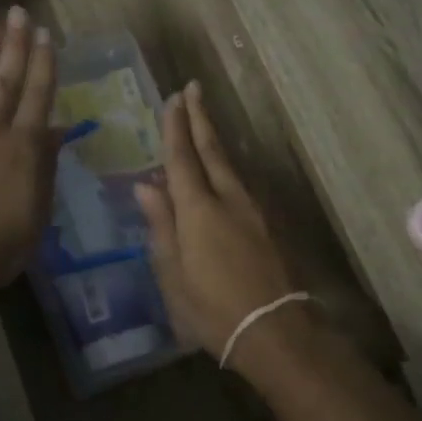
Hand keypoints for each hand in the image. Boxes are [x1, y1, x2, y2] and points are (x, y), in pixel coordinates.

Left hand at [0, 7, 60, 292]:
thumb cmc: (0, 245)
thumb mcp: (38, 210)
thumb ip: (45, 166)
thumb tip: (55, 129)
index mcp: (24, 146)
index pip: (38, 94)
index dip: (43, 62)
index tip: (46, 34)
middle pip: (6, 79)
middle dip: (14, 44)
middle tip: (18, 13)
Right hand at [134, 81, 308, 372]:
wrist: (275, 332)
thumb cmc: (212, 309)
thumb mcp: (173, 273)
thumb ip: (161, 225)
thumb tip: (146, 185)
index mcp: (198, 210)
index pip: (182, 158)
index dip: (176, 126)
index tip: (174, 98)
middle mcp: (228, 200)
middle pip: (212, 150)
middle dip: (201, 118)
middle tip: (194, 89)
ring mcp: (252, 211)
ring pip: (229, 166)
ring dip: (214, 140)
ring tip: (202, 123)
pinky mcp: (267, 226)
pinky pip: (239, 185)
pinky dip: (225, 168)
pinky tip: (219, 171)